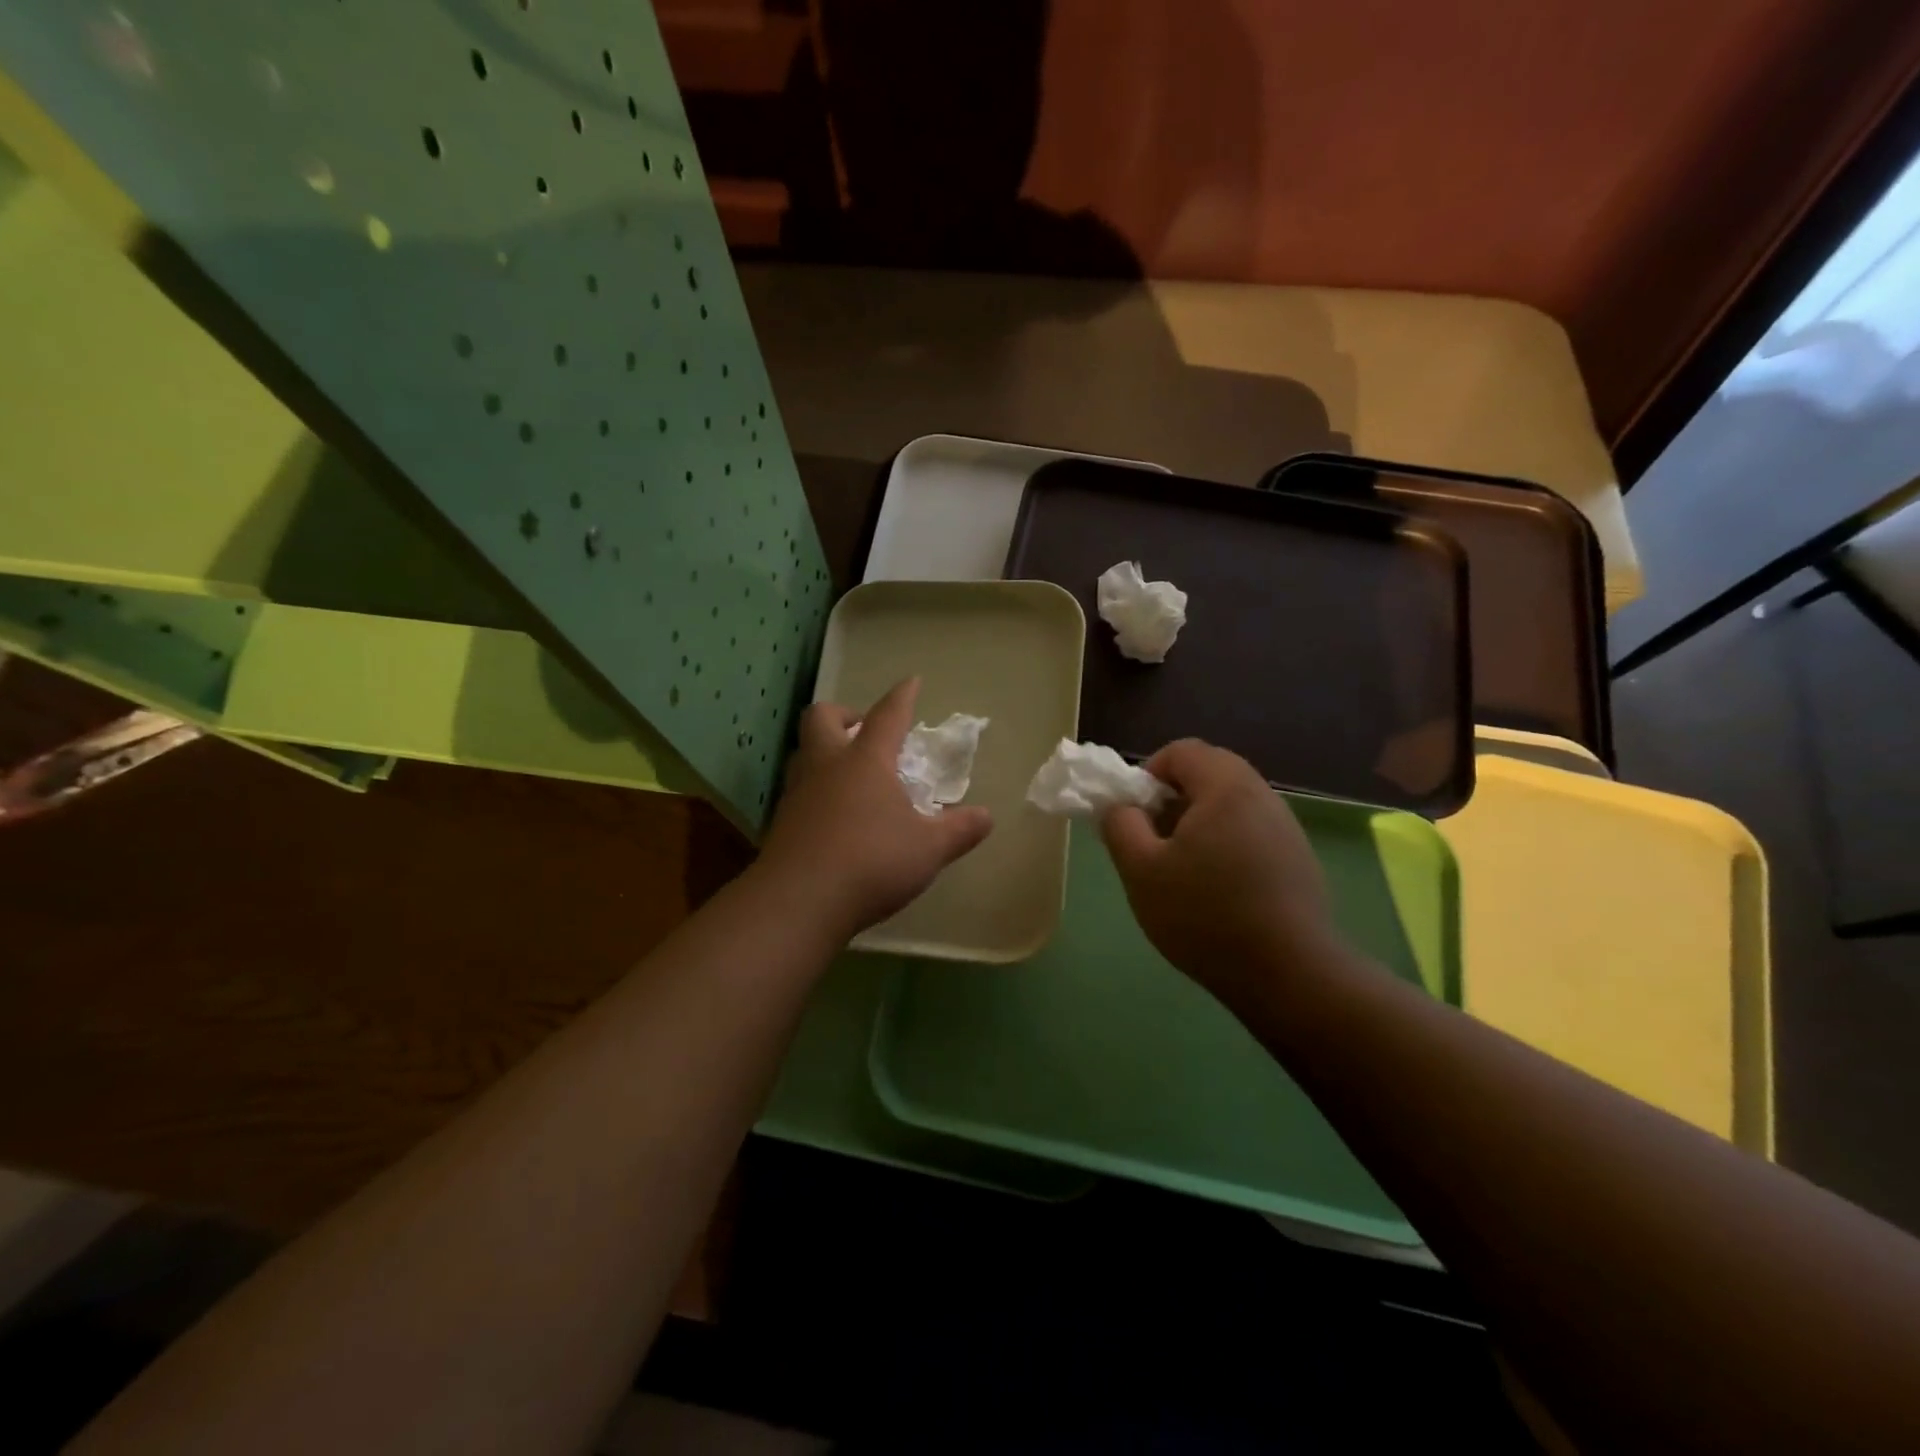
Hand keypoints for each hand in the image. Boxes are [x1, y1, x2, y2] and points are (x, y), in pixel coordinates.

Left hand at [757, 678, 992, 940]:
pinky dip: (817, 788)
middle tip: (865, 730)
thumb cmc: (871, 863)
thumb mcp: (928, 849)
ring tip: (850, 772)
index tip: (911, 682)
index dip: (902, 696)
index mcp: (866, 761)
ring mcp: (798, 792)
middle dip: (845, 713)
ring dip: (825, 750)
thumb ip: (959, 830)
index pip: (887, 715)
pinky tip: (834, 814)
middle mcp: (827, 766)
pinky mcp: (782, 822)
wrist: (799, 902)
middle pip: (824, 717)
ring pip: (804, 752)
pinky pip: (798, 789)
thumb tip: (986, 817)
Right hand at [1101, 740, 1339, 1010]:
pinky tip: (1218, 890)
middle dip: (1173, 799)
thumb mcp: (1141, 870)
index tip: (1136, 815)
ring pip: (1231, 803)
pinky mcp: (1298, 858)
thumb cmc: (1205, 914)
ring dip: (1199, 822)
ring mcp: (1286, 827)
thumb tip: (1122, 807)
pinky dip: (1226, 843)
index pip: (1181, 751)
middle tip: (1155, 840)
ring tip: (1183, 869)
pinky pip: (1251, 830)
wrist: (1289, 974)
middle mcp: (1261, 795)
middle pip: (1209, 772)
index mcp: (1225, 787)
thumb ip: (1120, 826)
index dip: (1148, 774)